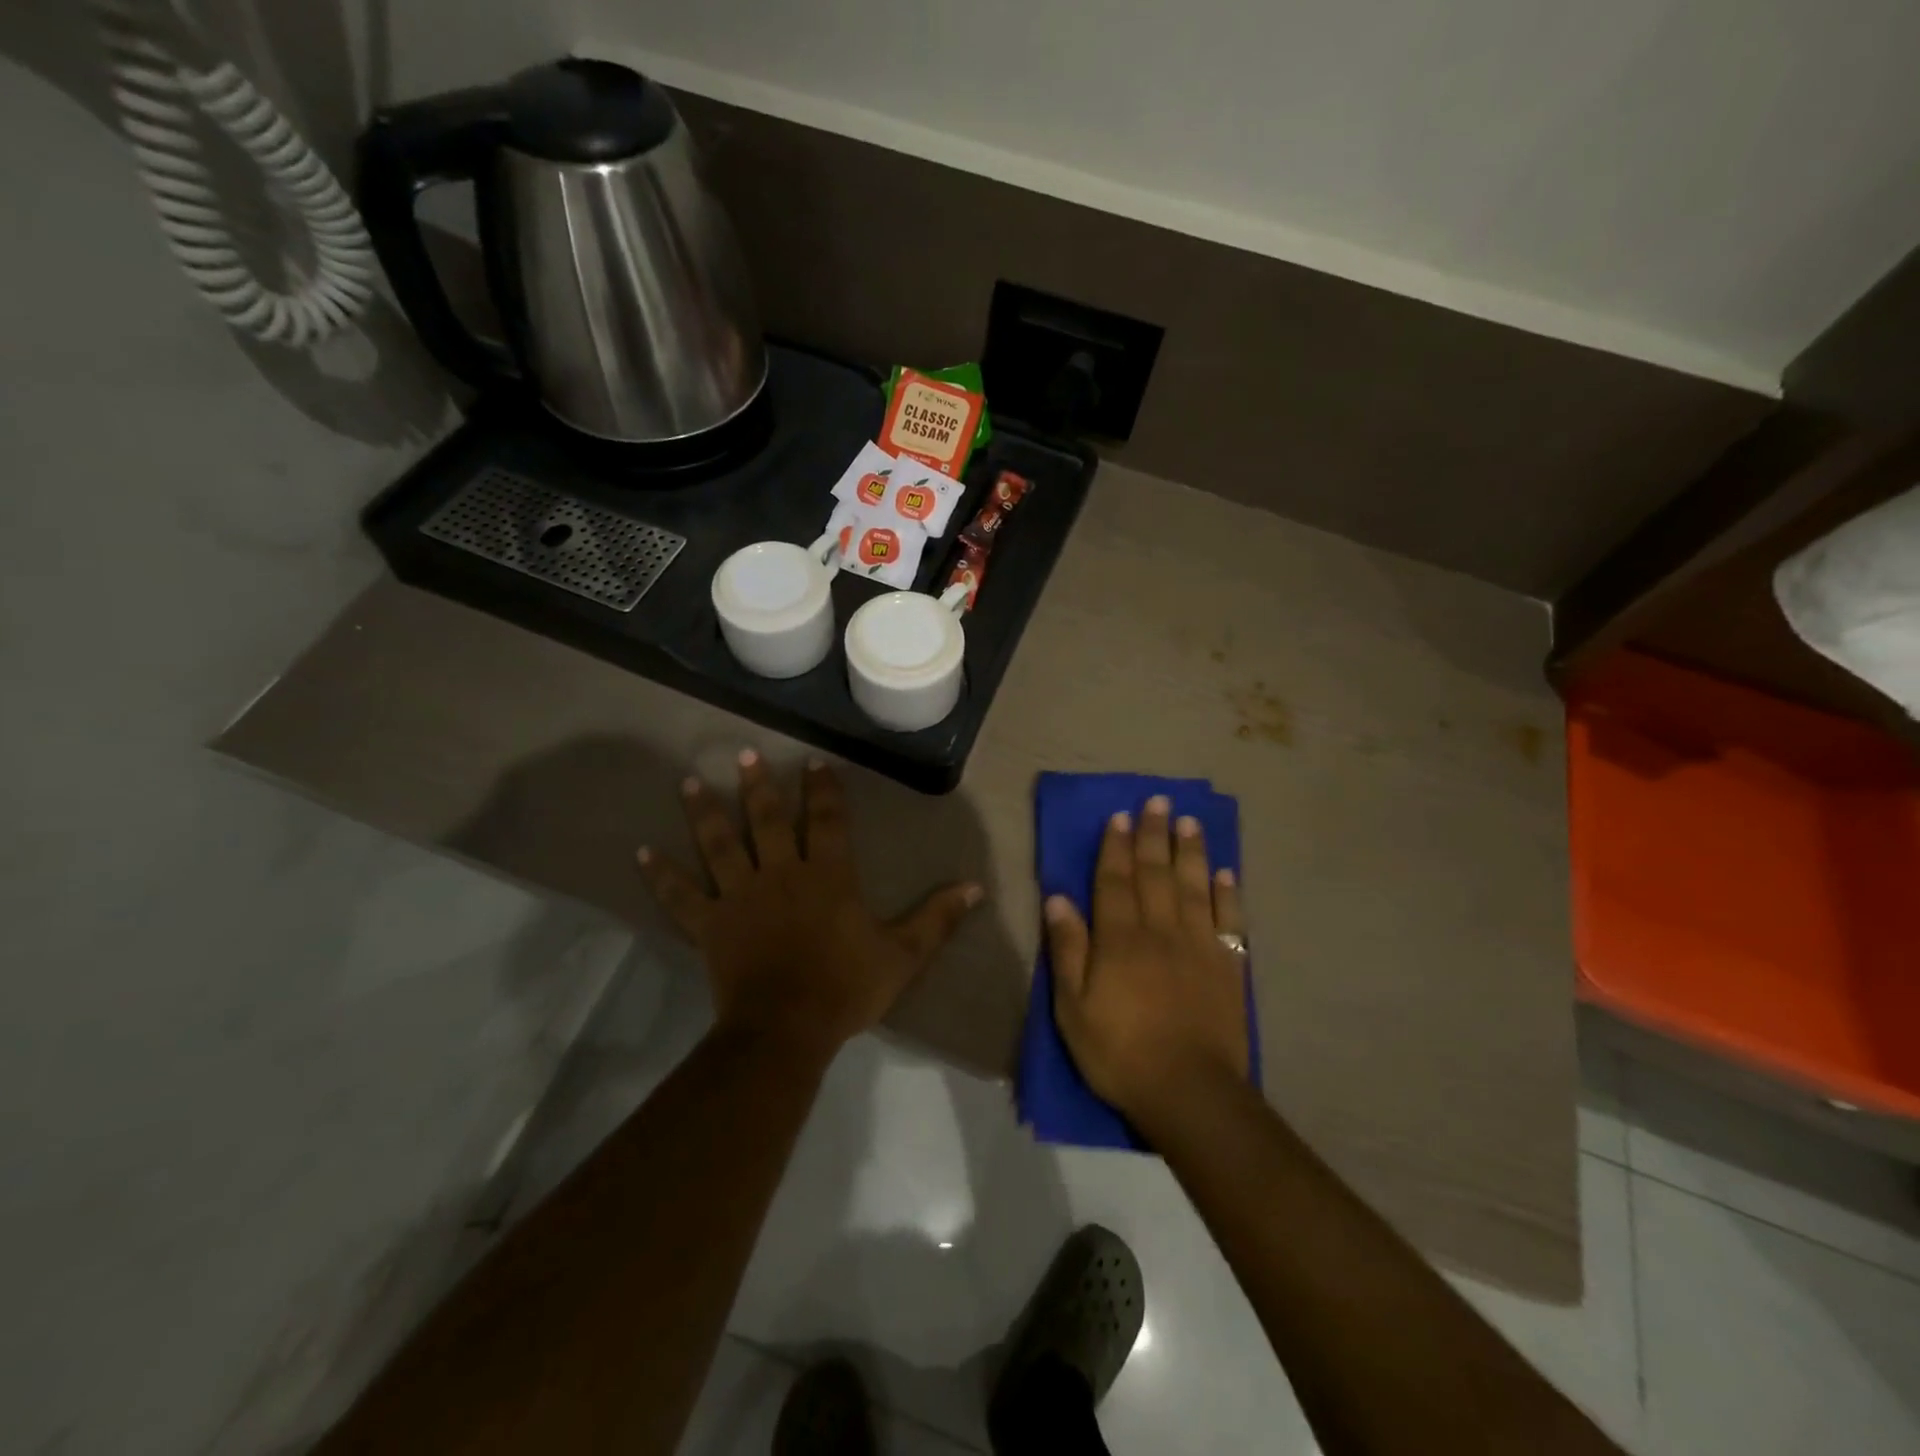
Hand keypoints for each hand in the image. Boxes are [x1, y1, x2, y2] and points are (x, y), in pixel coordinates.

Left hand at [638, 751, 982, 1057]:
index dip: (822, 789)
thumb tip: (976, 887)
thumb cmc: (846, 987)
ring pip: (719, 845)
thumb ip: (938, 918)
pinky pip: (680, 896)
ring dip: (704, 813)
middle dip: (757, 785)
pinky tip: (641, 852)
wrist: (787, 1029)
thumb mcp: (903, 954)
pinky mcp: (710, 924)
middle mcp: (781, 872)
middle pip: (766, 820)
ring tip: (688, 782)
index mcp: (827, 875)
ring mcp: (739, 896)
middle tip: (744, 754)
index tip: (814, 762)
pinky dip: (661, 875)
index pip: (826, 820)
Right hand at [1045, 795, 1248, 1122]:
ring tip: (1189, 821)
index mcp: (1120, 939)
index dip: (1116, 847)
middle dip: (1153, 835)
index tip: (1119, 816)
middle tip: (1156, 801)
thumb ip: (1067, 949)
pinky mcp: (1228, 966)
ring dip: (1190, 851)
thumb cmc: (1120, 1052)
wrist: (1190, 1092)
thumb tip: (1058, 898)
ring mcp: (1199, 945)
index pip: (1115, 881)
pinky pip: (1228, 919)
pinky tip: (1226, 871)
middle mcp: (1161, 931)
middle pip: (1156, 874)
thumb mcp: (1073, 1008)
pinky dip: (1227, 892)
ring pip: (1193, 886)